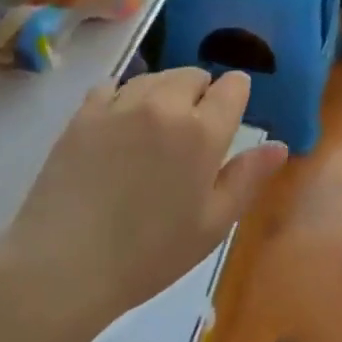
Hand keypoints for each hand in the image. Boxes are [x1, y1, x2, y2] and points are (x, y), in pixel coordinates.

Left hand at [0, 68, 287, 334]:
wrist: (62, 266)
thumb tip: (279, 145)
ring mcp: (119, 105)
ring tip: (154, 130)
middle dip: (200, 94)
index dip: (235, 97)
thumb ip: (248, 178)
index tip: (227, 120)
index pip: (233, 86)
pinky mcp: (83, 114)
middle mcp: (164, 105)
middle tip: (189, 135)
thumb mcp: (212, 225)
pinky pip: (113, 86)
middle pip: (193, 74)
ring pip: (155, 76)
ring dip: (163, 93)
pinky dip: (123, 98)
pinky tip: (118, 128)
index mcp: (202, 132)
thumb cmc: (149, 254)